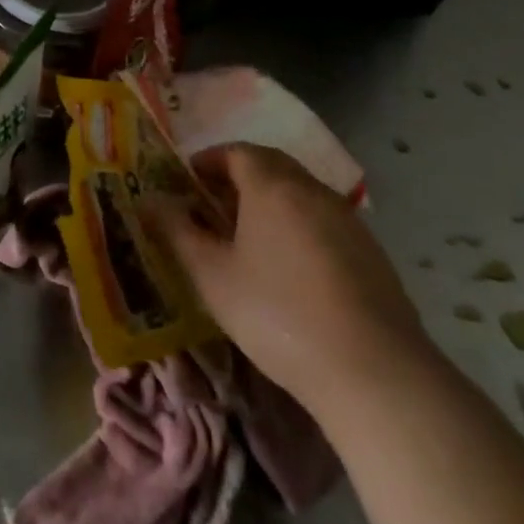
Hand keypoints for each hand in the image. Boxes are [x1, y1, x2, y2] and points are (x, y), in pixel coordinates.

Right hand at [155, 144, 433, 409]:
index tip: (187, 181)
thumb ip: (177, 232)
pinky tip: (290, 267)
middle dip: (238, 176)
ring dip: (269, 201)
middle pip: (270, 165)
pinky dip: (298, 225)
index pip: (236, 151)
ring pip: (299, 192)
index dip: (208, 160)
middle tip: (213, 205)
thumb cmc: (278, 314)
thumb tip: (149, 201)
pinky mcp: (371, 252)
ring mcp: (347, 220)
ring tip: (247, 237)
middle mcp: (312, 189)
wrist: (374, 373)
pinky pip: (323, 220)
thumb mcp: (212, 275)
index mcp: (271, 185)